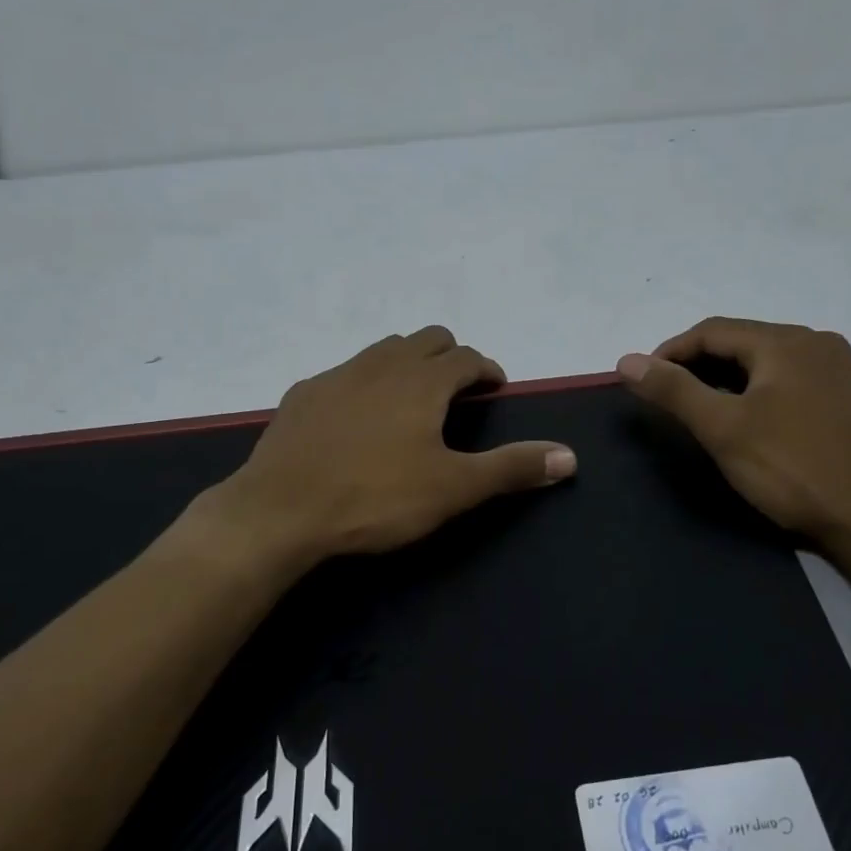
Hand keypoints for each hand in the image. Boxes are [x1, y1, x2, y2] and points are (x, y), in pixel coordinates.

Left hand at [209, 326, 576, 565]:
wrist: (280, 511)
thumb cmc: (376, 497)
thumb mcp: (453, 488)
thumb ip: (512, 469)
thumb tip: (570, 457)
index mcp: (422, 381)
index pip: (466, 357)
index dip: (486, 368)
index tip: (494, 386)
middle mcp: (381, 364)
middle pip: (426, 339)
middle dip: (449, 356)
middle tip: (458, 389)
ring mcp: (336, 376)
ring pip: (382, 349)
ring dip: (407, 363)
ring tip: (412, 398)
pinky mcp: (302, 395)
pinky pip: (344, 373)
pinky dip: (365, 382)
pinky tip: (357, 417)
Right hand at [616, 317, 850, 552]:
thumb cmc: (790, 468)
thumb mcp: (722, 428)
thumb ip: (673, 390)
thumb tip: (627, 360)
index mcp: (787, 342)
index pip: (712, 331)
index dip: (670, 352)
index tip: (643, 381)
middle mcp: (817, 343)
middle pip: (741, 341)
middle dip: (697, 364)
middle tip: (667, 397)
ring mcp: (837, 369)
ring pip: (765, 360)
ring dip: (726, 377)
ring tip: (699, 408)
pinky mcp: (846, 397)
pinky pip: (788, 378)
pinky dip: (756, 389)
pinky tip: (745, 416)